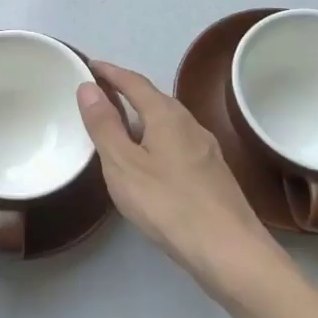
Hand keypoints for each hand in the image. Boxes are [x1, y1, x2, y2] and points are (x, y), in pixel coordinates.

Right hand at [76, 61, 274, 291]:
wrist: (230, 251)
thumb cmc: (168, 204)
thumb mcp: (123, 165)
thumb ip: (104, 125)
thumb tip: (87, 87)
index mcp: (167, 115)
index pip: (134, 82)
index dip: (110, 72)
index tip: (89, 65)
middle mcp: (190, 124)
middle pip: (154, 100)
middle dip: (126, 93)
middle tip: (99, 97)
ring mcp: (206, 149)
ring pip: (167, 123)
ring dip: (141, 119)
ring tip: (118, 129)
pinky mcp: (213, 173)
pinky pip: (176, 144)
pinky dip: (155, 141)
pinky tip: (148, 163)